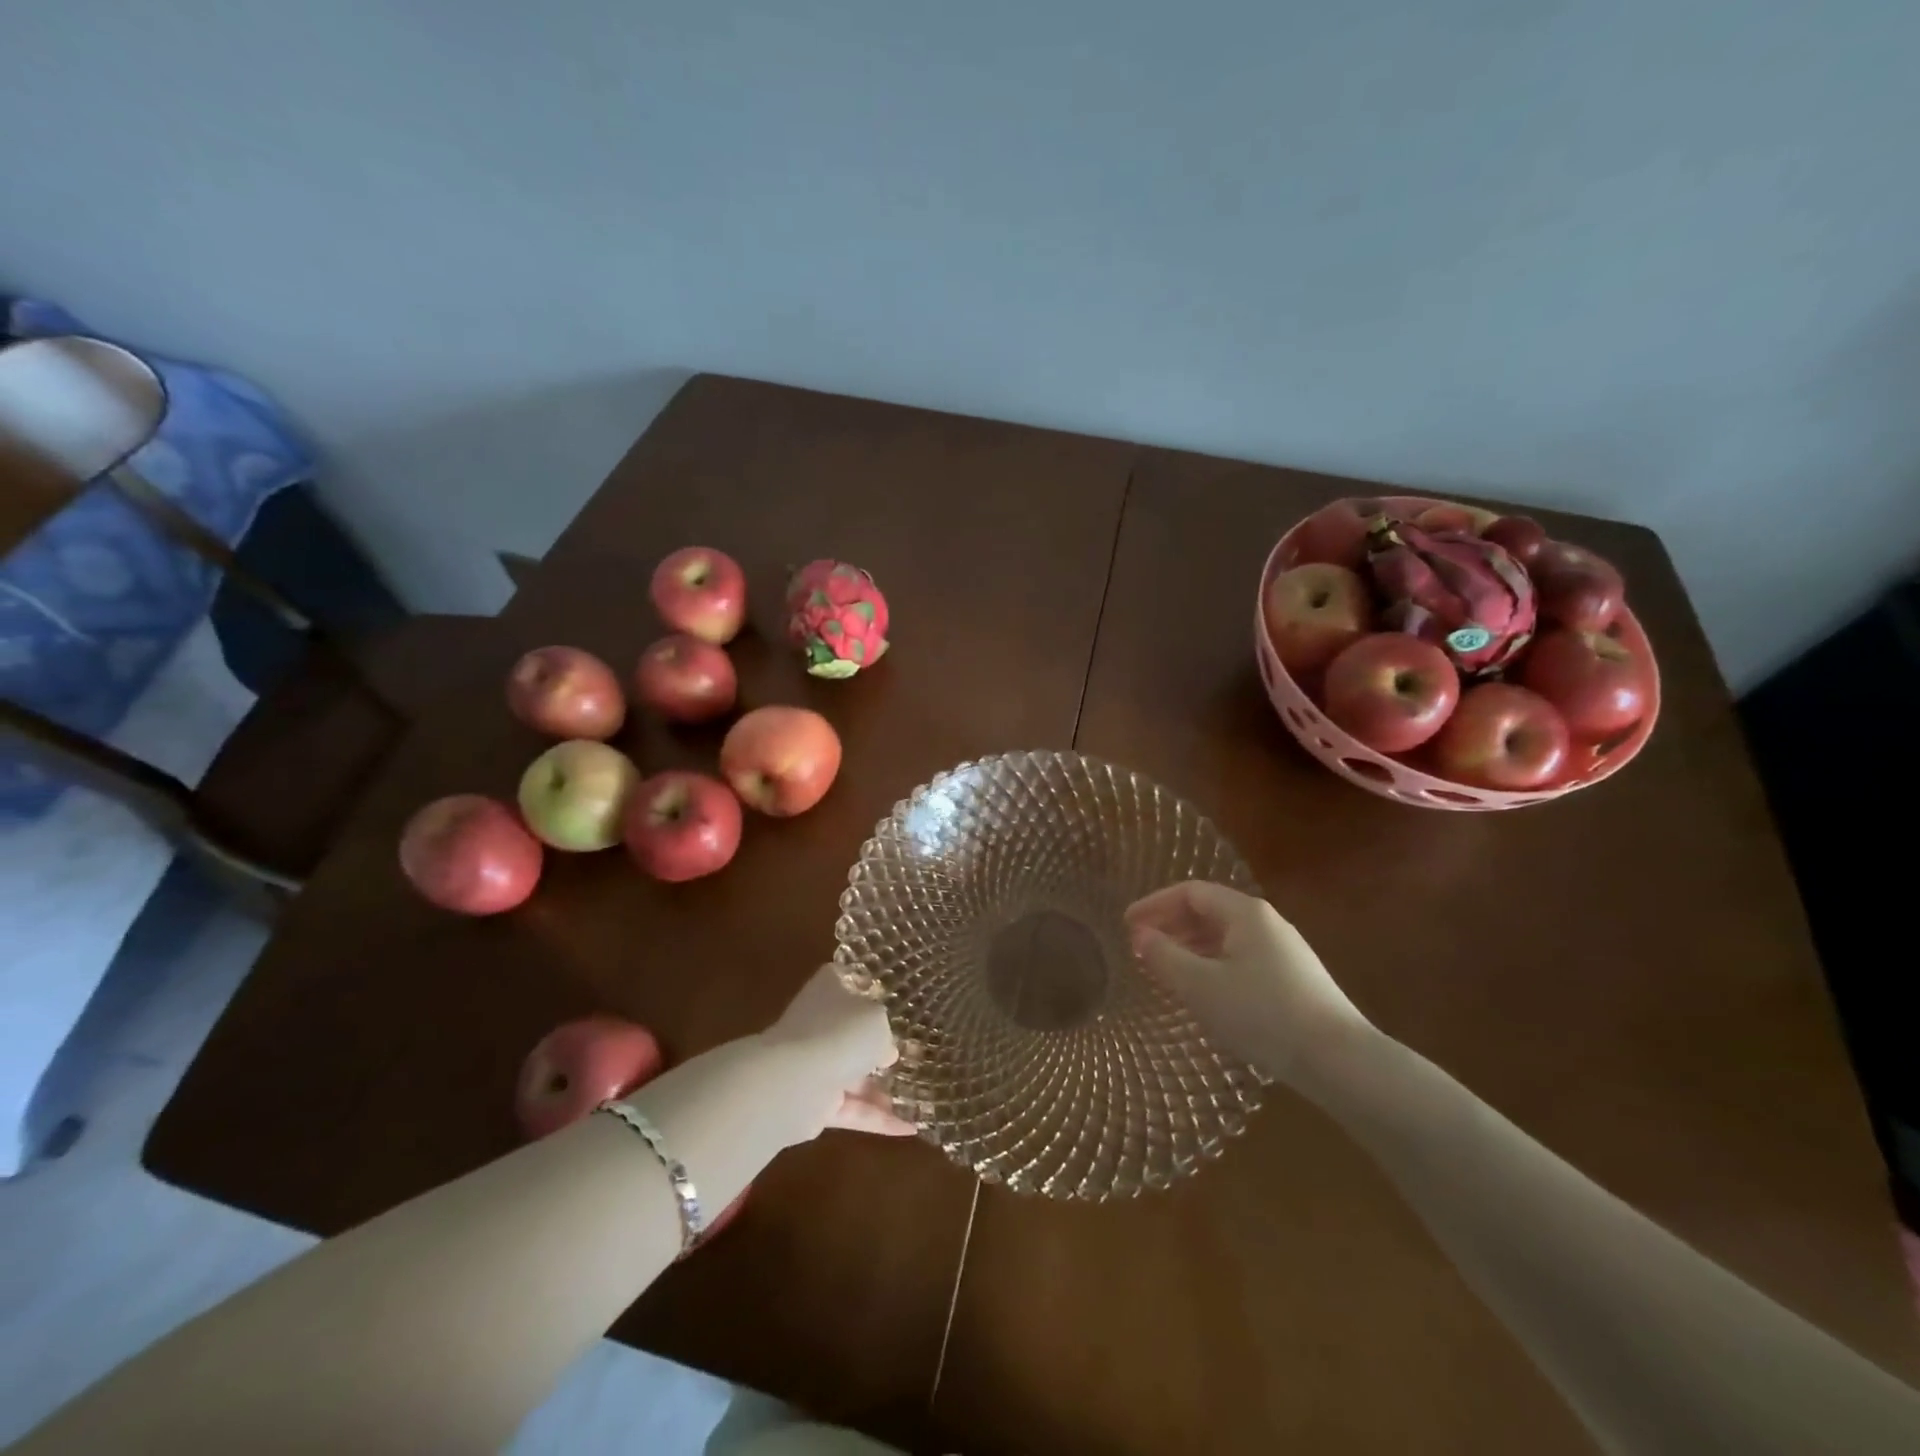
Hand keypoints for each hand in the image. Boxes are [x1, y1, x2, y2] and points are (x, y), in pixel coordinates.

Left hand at [759, 965, 915, 1140]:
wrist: (794, 1081)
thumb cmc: (840, 1033)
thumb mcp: (878, 1021)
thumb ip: (885, 1034)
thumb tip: (885, 1052)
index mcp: (830, 991)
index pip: (846, 982)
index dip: (866, 989)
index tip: (889, 998)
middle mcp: (819, 1024)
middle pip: (851, 1033)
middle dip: (877, 1047)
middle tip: (910, 1056)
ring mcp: (814, 1064)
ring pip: (852, 1075)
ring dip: (880, 1089)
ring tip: (916, 1098)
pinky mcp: (815, 1103)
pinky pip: (852, 1109)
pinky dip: (878, 1119)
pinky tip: (909, 1129)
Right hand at [1125, 881, 1368, 1083]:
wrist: (1339, 1060)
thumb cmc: (1262, 1014)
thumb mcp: (1201, 986)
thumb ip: (1164, 956)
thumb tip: (1140, 935)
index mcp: (1244, 913)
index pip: (1190, 892)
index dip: (1154, 904)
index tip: (1126, 925)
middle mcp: (1266, 922)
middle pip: (1208, 911)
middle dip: (1171, 926)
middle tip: (1141, 948)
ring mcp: (1284, 950)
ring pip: (1225, 937)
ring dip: (1190, 947)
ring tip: (1165, 970)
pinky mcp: (1294, 978)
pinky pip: (1240, 957)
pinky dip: (1212, 964)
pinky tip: (1204, 991)